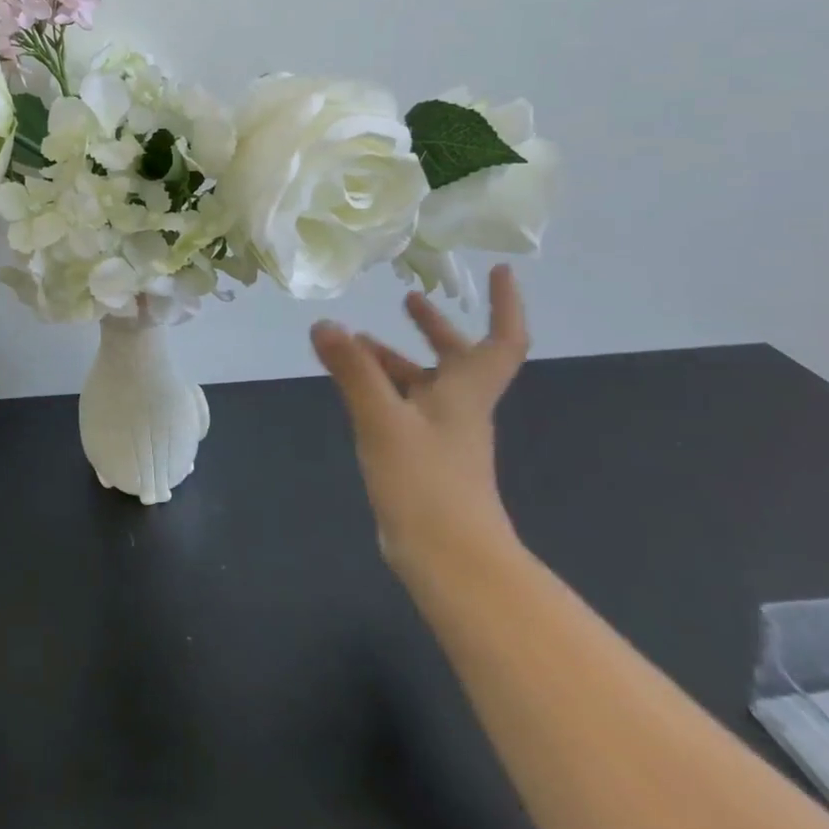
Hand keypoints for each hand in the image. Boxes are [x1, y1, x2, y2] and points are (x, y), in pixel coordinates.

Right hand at [310, 265, 530, 579]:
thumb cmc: (426, 481)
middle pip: (458, 358)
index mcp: (465, 392)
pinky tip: (354, 390)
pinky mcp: (423, 458)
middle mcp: (460, 408)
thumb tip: (324, 324)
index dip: (504, 304)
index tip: (498, 271)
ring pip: (425, 384)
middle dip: (436, 327)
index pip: (500, 340)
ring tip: (357, 342)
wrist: (448, 558)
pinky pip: (405, 408)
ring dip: (397, 358)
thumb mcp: (382, 418)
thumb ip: (353, 370)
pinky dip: (382, 389)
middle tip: (407, 299)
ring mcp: (442, 436)